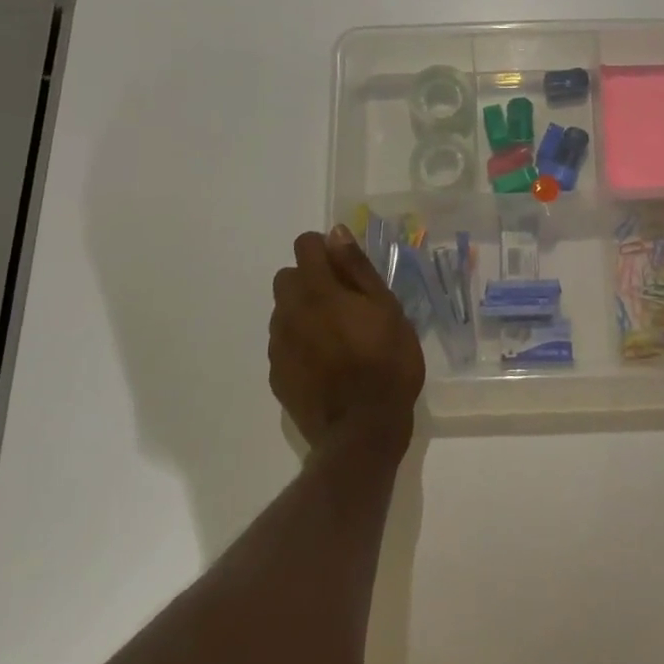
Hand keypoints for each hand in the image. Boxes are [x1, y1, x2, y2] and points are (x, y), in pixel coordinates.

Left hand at [270, 226, 425, 453]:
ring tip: (334, 335)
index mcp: (319, 290)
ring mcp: (279, 345)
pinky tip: (324, 362)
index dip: (325, 249)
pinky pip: (282, 343)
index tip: (346, 268)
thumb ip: (357, 268)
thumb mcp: (387, 308)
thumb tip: (336, 233)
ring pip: (283, 310)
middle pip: (287, 276)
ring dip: (302, 311)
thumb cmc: (387, 363)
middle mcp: (290, 311)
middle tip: (343, 302)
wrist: (362, 430)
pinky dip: (298, 342)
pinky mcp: (276, 374)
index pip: (304, 245)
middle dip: (310, 279)